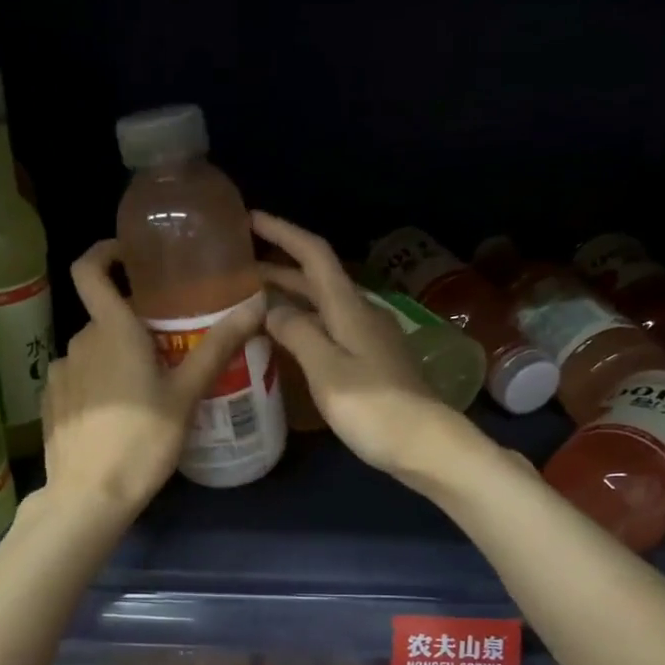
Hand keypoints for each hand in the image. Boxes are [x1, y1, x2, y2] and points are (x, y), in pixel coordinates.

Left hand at [41, 239, 266, 517]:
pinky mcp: (51, 402)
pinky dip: (96, 383)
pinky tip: (116, 416)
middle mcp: (79, 342)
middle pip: (105, 317)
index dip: (105, 252)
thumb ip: (217, 347)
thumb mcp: (186, 395)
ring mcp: (60, 373)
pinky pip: (77, 377)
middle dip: (133, 325)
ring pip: (93, 351)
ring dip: (115, 358)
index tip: (129, 256)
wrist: (90, 496)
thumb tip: (256, 305)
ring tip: (145, 390)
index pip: (90, 269)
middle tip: (168, 349)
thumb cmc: (143, 441)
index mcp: (112, 331)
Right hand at [251, 212, 460, 478]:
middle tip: (239, 269)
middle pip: (317, 279)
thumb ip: (297, 334)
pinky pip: (330, 330)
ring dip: (290, 297)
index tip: (251, 219)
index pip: (314, 255)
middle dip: (279, 268)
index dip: (283, 233)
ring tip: (254, 302)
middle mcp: (361, 314)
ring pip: (323, 306)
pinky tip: (288, 341)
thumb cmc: (373, 407)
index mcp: (349, 308)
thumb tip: (271, 309)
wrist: (425, 445)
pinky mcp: (372, 363)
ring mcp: (369, 339)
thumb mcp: (327, 369)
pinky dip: (304, 324)